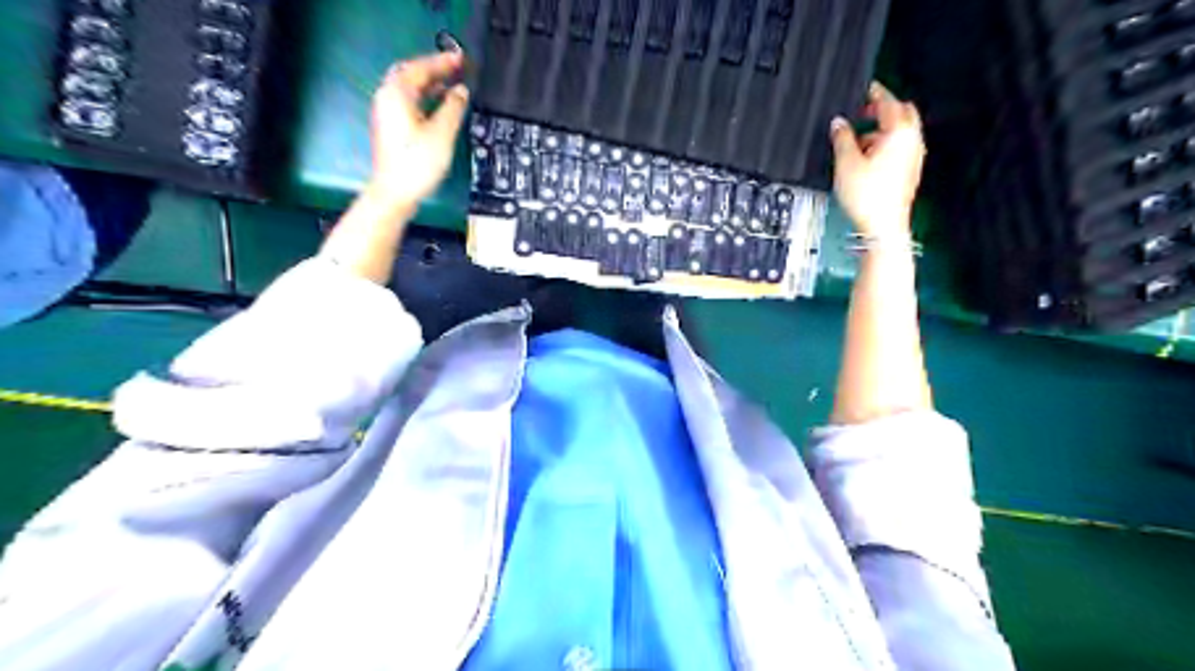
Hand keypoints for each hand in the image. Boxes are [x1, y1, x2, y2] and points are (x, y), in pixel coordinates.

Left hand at [369, 49, 471, 209]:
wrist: (395, 192)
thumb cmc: (417, 163)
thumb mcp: (442, 133)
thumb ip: (454, 107)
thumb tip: (461, 92)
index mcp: (397, 94)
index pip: (421, 68)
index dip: (443, 62)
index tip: (461, 59)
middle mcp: (388, 98)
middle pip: (410, 74)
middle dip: (434, 70)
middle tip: (456, 69)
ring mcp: (387, 113)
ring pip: (409, 88)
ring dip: (430, 84)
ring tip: (452, 85)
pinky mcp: (391, 127)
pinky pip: (408, 102)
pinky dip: (425, 97)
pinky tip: (439, 106)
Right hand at [833, 80, 921, 236]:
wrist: (883, 227)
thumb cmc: (868, 197)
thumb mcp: (846, 163)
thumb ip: (842, 138)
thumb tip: (838, 124)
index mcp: (899, 132)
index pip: (888, 103)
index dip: (874, 94)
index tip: (866, 88)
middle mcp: (912, 141)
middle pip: (902, 114)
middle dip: (883, 111)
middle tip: (863, 113)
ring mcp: (913, 157)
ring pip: (901, 132)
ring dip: (882, 130)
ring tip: (858, 141)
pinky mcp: (909, 172)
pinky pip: (900, 149)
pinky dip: (886, 146)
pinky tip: (867, 159)